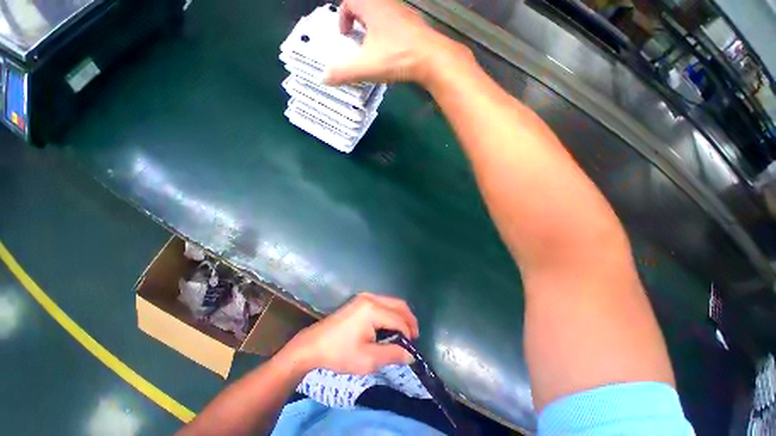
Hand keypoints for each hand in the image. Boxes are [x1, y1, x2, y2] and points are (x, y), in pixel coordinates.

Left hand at [284, 293, 419, 374]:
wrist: (312, 345)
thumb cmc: (339, 353)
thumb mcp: (368, 359)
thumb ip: (392, 355)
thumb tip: (411, 355)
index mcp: (372, 309)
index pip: (399, 319)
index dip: (409, 334)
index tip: (412, 349)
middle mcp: (371, 297)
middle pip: (398, 304)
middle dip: (409, 320)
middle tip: (413, 338)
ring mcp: (364, 296)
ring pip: (391, 302)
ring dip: (400, 316)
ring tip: (403, 334)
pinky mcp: (360, 300)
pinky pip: (382, 303)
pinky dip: (390, 313)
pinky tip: (389, 327)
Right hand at [325, 0, 471, 86]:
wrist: (431, 58)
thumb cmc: (397, 57)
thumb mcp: (366, 66)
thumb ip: (343, 72)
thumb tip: (323, 79)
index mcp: (371, 5)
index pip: (350, 0)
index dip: (343, 16)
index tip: (345, 35)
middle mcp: (387, 4)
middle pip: (366, 4)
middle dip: (357, 19)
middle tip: (356, 39)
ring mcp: (402, 13)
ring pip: (381, 12)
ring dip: (373, 26)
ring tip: (372, 48)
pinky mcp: (413, 24)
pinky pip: (395, 22)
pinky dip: (387, 33)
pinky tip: (390, 52)